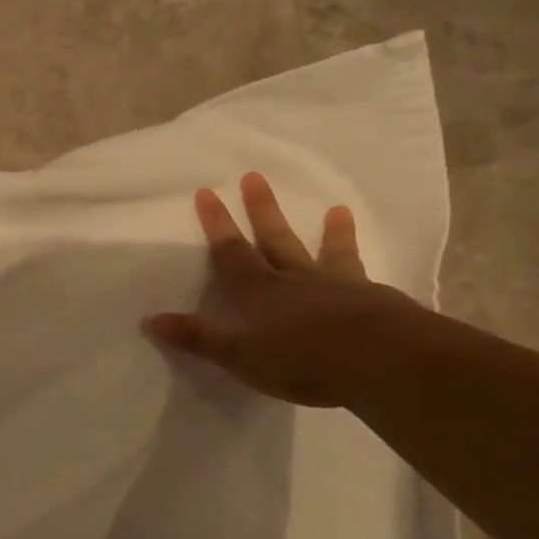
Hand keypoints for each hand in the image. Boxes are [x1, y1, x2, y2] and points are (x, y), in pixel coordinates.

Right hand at [144, 171, 417, 406]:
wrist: (387, 362)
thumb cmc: (306, 360)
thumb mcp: (241, 356)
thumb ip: (199, 337)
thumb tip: (150, 319)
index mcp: (260, 292)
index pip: (232, 252)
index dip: (217, 224)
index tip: (206, 192)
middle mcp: (296, 281)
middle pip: (275, 239)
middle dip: (262, 210)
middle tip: (255, 176)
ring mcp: (340, 288)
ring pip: (327, 253)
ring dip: (329, 232)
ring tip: (336, 209)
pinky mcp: (376, 302)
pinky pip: (363, 277)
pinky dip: (363, 269)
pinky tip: (370, 272)